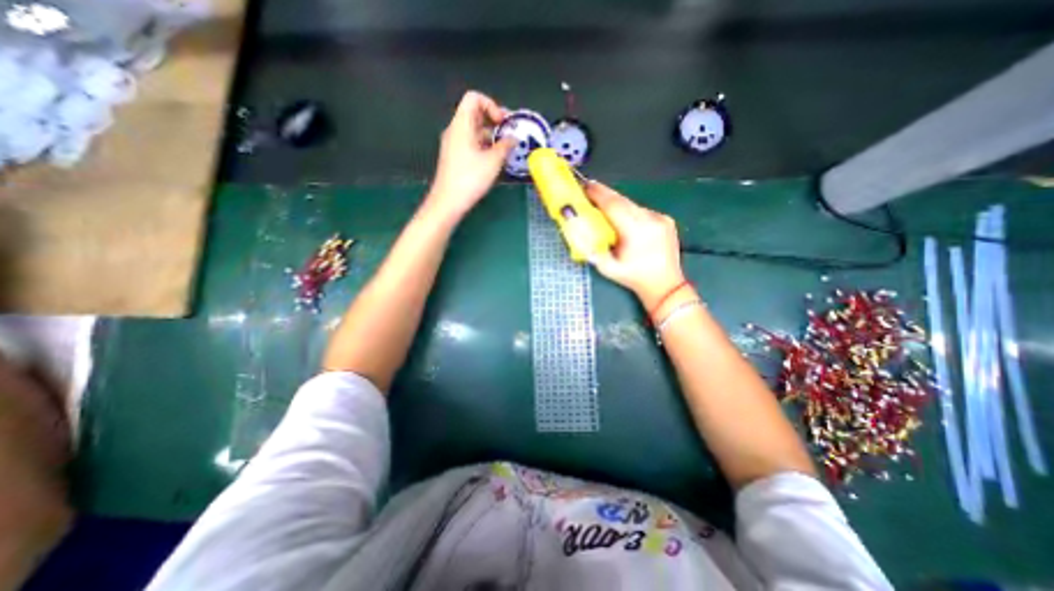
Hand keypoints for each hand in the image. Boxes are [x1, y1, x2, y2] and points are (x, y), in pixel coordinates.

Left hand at [424, 89, 514, 218]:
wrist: (449, 201)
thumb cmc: (470, 178)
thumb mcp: (493, 161)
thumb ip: (505, 146)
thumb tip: (513, 138)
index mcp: (461, 125)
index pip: (474, 98)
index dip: (491, 105)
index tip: (503, 122)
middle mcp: (455, 131)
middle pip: (475, 114)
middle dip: (494, 121)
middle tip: (510, 134)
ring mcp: (454, 145)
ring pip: (474, 131)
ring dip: (491, 136)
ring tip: (506, 149)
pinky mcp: (456, 158)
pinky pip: (471, 144)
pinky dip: (484, 146)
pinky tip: (495, 160)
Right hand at [580, 181, 689, 307]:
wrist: (665, 285)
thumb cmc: (633, 278)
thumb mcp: (607, 268)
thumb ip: (591, 249)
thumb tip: (578, 229)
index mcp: (635, 232)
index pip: (613, 205)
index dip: (598, 194)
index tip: (585, 186)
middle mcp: (650, 220)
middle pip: (623, 200)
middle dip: (604, 193)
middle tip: (589, 189)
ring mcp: (660, 218)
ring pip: (632, 204)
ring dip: (616, 203)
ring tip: (603, 204)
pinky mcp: (666, 220)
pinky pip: (642, 210)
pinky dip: (629, 211)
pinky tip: (623, 219)